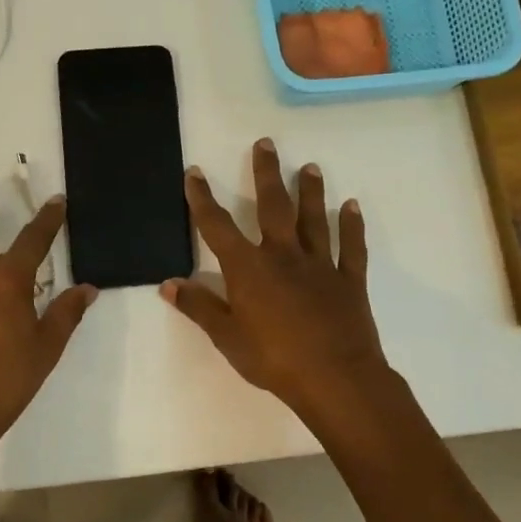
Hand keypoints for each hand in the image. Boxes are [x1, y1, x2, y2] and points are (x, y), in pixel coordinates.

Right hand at [161, 139, 388, 422]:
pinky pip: (351, 247)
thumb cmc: (273, 359)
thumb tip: (168, 284)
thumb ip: (199, 307)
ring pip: (314, 219)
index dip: (203, 199)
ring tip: (309, 166)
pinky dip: (352, 226)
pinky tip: (352, 206)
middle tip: (266, 143)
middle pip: (273, 206)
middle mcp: (283, 256)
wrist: (335, 378)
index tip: (196, 173)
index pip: (218, 226)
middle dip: (266, 173)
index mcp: (249, 269)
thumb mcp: (227, 337)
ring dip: (310, 191)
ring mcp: (320, 265)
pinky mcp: (349, 280)